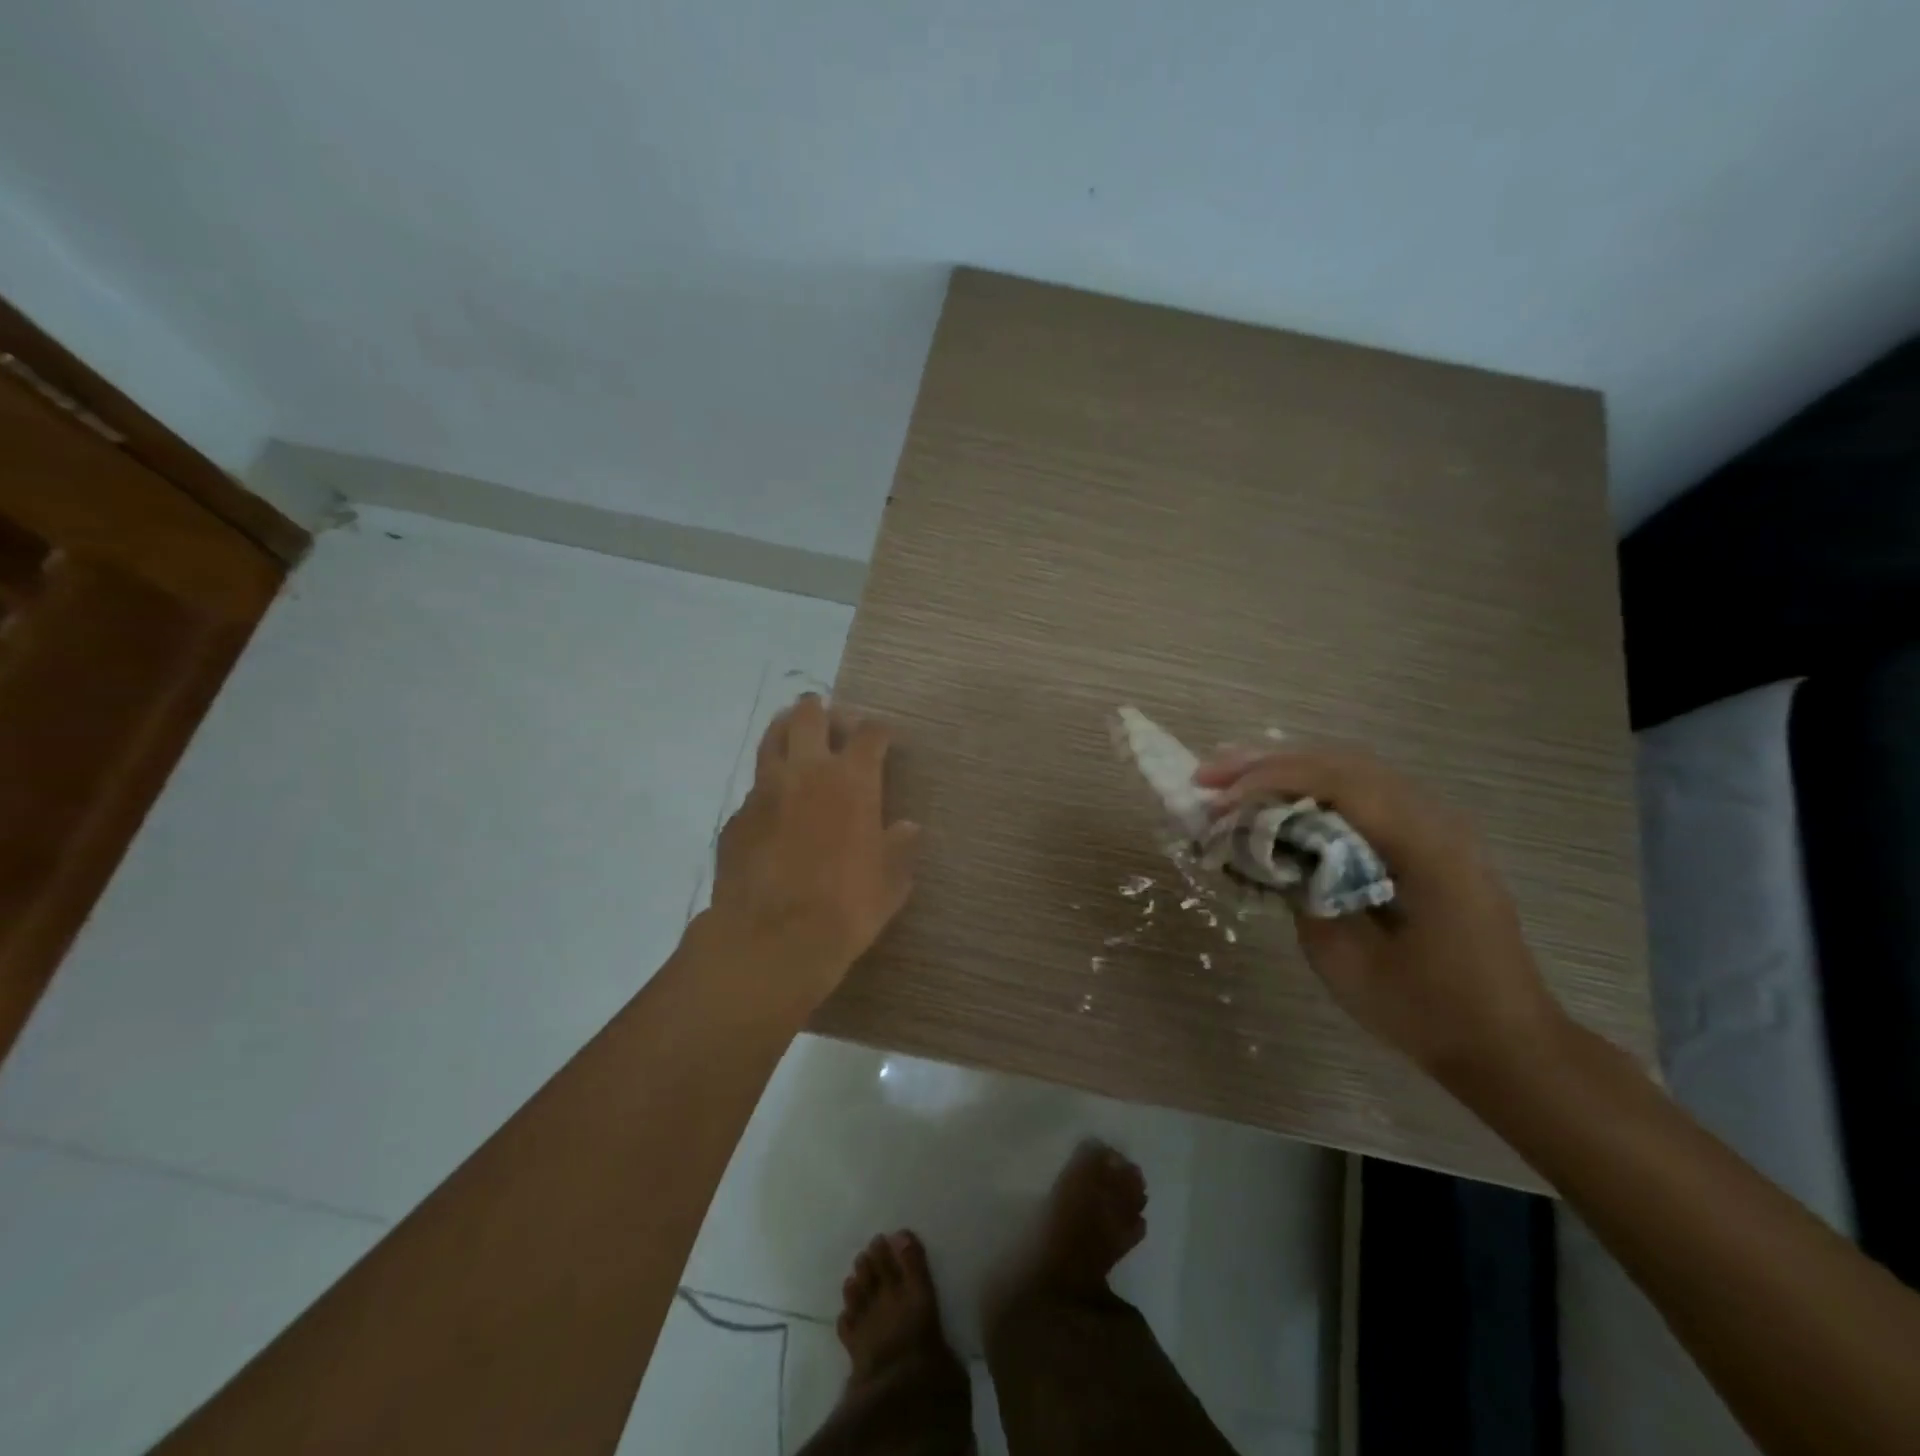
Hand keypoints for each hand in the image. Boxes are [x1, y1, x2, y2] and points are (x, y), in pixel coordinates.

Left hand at [707, 695, 920, 1005]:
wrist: (772, 939)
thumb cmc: (846, 908)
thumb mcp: (890, 882)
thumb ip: (899, 849)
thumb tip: (906, 828)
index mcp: (852, 781)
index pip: (869, 734)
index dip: (878, 730)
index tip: (882, 736)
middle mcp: (807, 772)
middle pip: (810, 717)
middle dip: (821, 710)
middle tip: (828, 716)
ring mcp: (765, 791)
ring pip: (772, 738)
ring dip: (785, 730)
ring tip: (792, 734)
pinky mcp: (736, 817)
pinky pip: (754, 788)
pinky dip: (768, 787)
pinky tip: (773, 807)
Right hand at [1195, 744, 1565, 1079]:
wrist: (1506, 1044)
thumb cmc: (1424, 1011)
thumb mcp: (1345, 958)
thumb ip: (1301, 891)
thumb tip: (1265, 850)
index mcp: (1423, 846)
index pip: (1336, 783)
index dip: (1267, 781)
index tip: (1216, 800)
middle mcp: (1435, 819)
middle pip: (1341, 763)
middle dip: (1267, 764)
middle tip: (1207, 776)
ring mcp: (1437, 825)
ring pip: (1352, 771)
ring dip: (1287, 771)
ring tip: (1231, 780)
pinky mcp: (1429, 840)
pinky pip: (1364, 794)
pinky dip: (1313, 789)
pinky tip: (1279, 801)